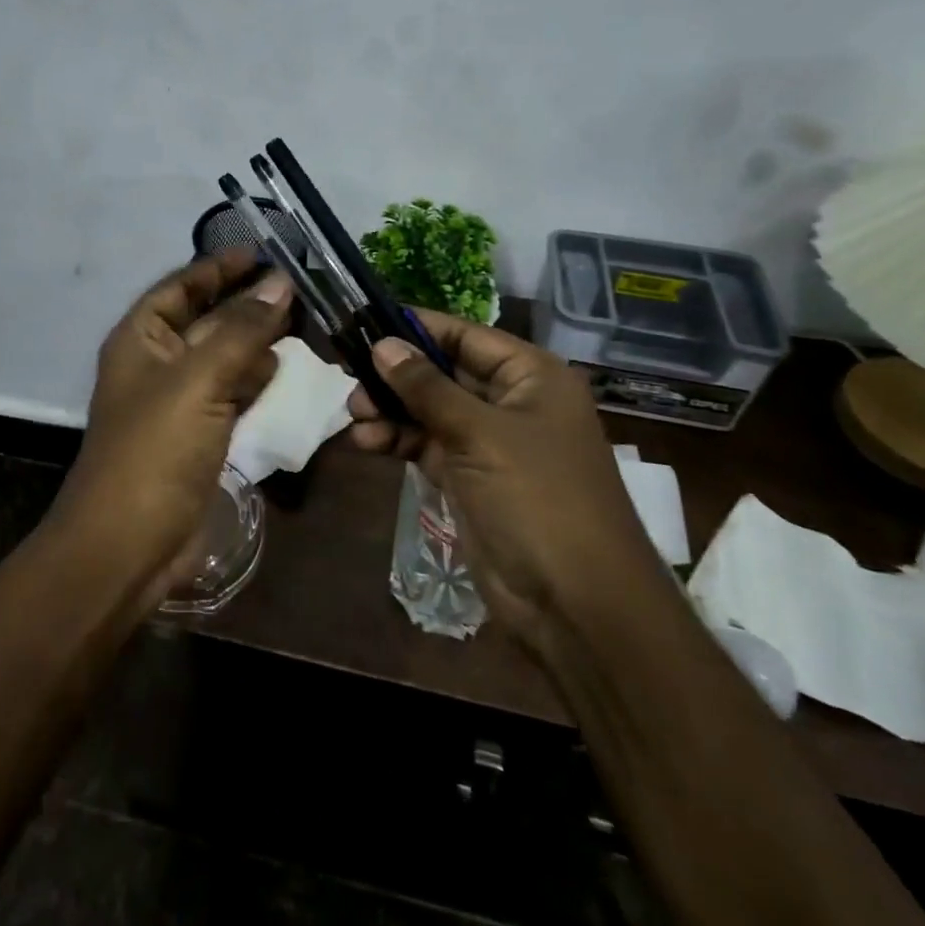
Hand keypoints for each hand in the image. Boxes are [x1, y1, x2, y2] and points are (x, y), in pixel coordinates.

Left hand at [50, 248, 291, 599]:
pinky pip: (232, 395)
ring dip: (258, 343)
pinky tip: (288, 375)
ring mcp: (179, 402)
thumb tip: (280, 283)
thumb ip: (241, 330)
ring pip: (224, 358)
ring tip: (304, 326)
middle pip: (206, 320)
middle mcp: (157, 363)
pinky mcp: (200, 435)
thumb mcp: (198, 379)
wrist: (129, 545)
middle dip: (246, 305)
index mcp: (140, 339)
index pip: (180, 287)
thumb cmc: (155, 449)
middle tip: (298, 290)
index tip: (261, 253)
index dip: (217, 268)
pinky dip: (258, 383)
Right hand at [348, 311, 665, 649]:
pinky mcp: (470, 477)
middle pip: (443, 371)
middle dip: (397, 374)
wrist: (575, 604)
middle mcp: (512, 402)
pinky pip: (427, 445)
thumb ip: (427, 387)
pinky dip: (398, 440)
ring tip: (354, 414)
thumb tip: (382, 344)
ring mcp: (490, 442)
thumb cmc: (537, 499)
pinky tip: (366, 441)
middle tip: (350, 375)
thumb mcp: (479, 434)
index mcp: (531, 377)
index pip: (465, 335)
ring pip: (430, 409)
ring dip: (391, 409)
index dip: (416, 327)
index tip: (365, 321)